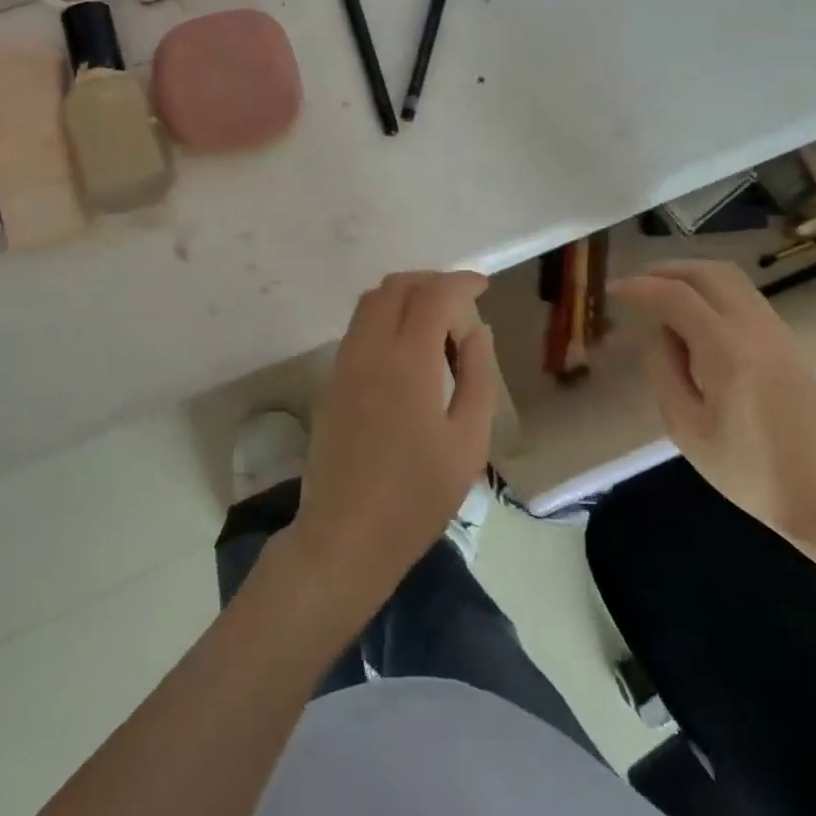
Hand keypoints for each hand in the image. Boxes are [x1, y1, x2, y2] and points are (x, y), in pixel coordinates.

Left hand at [289, 271, 499, 601]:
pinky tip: (408, 349)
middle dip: (431, 281)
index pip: (434, 294)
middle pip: (396, 286)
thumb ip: (476, 377)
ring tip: (436, 323)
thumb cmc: (417, 495)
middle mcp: (370, 348)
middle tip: (461, 301)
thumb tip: (476, 331)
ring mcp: (345, 361)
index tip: (483, 286)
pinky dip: (386, 317)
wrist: (346, 534)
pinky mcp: (332, 379)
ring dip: (405, 296)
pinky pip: (359, 326)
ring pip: (372, 301)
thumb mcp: (467, 442)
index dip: (461, 281)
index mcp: (408, 360)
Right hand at [608, 261, 815, 579]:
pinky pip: (746, 299)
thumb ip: (664, 370)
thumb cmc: (750, 471)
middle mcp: (756, 329)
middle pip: (709, 272)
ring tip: (662, 296)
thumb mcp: (686, 428)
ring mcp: (780, 333)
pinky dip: (713, 294)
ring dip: (692, 278)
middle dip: (667, 270)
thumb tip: (660, 332)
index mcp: (727, 350)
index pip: (676, 295)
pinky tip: (696, 321)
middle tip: (637, 284)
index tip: (613, 290)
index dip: (639, 287)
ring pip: (732, 280)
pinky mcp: (791, 344)